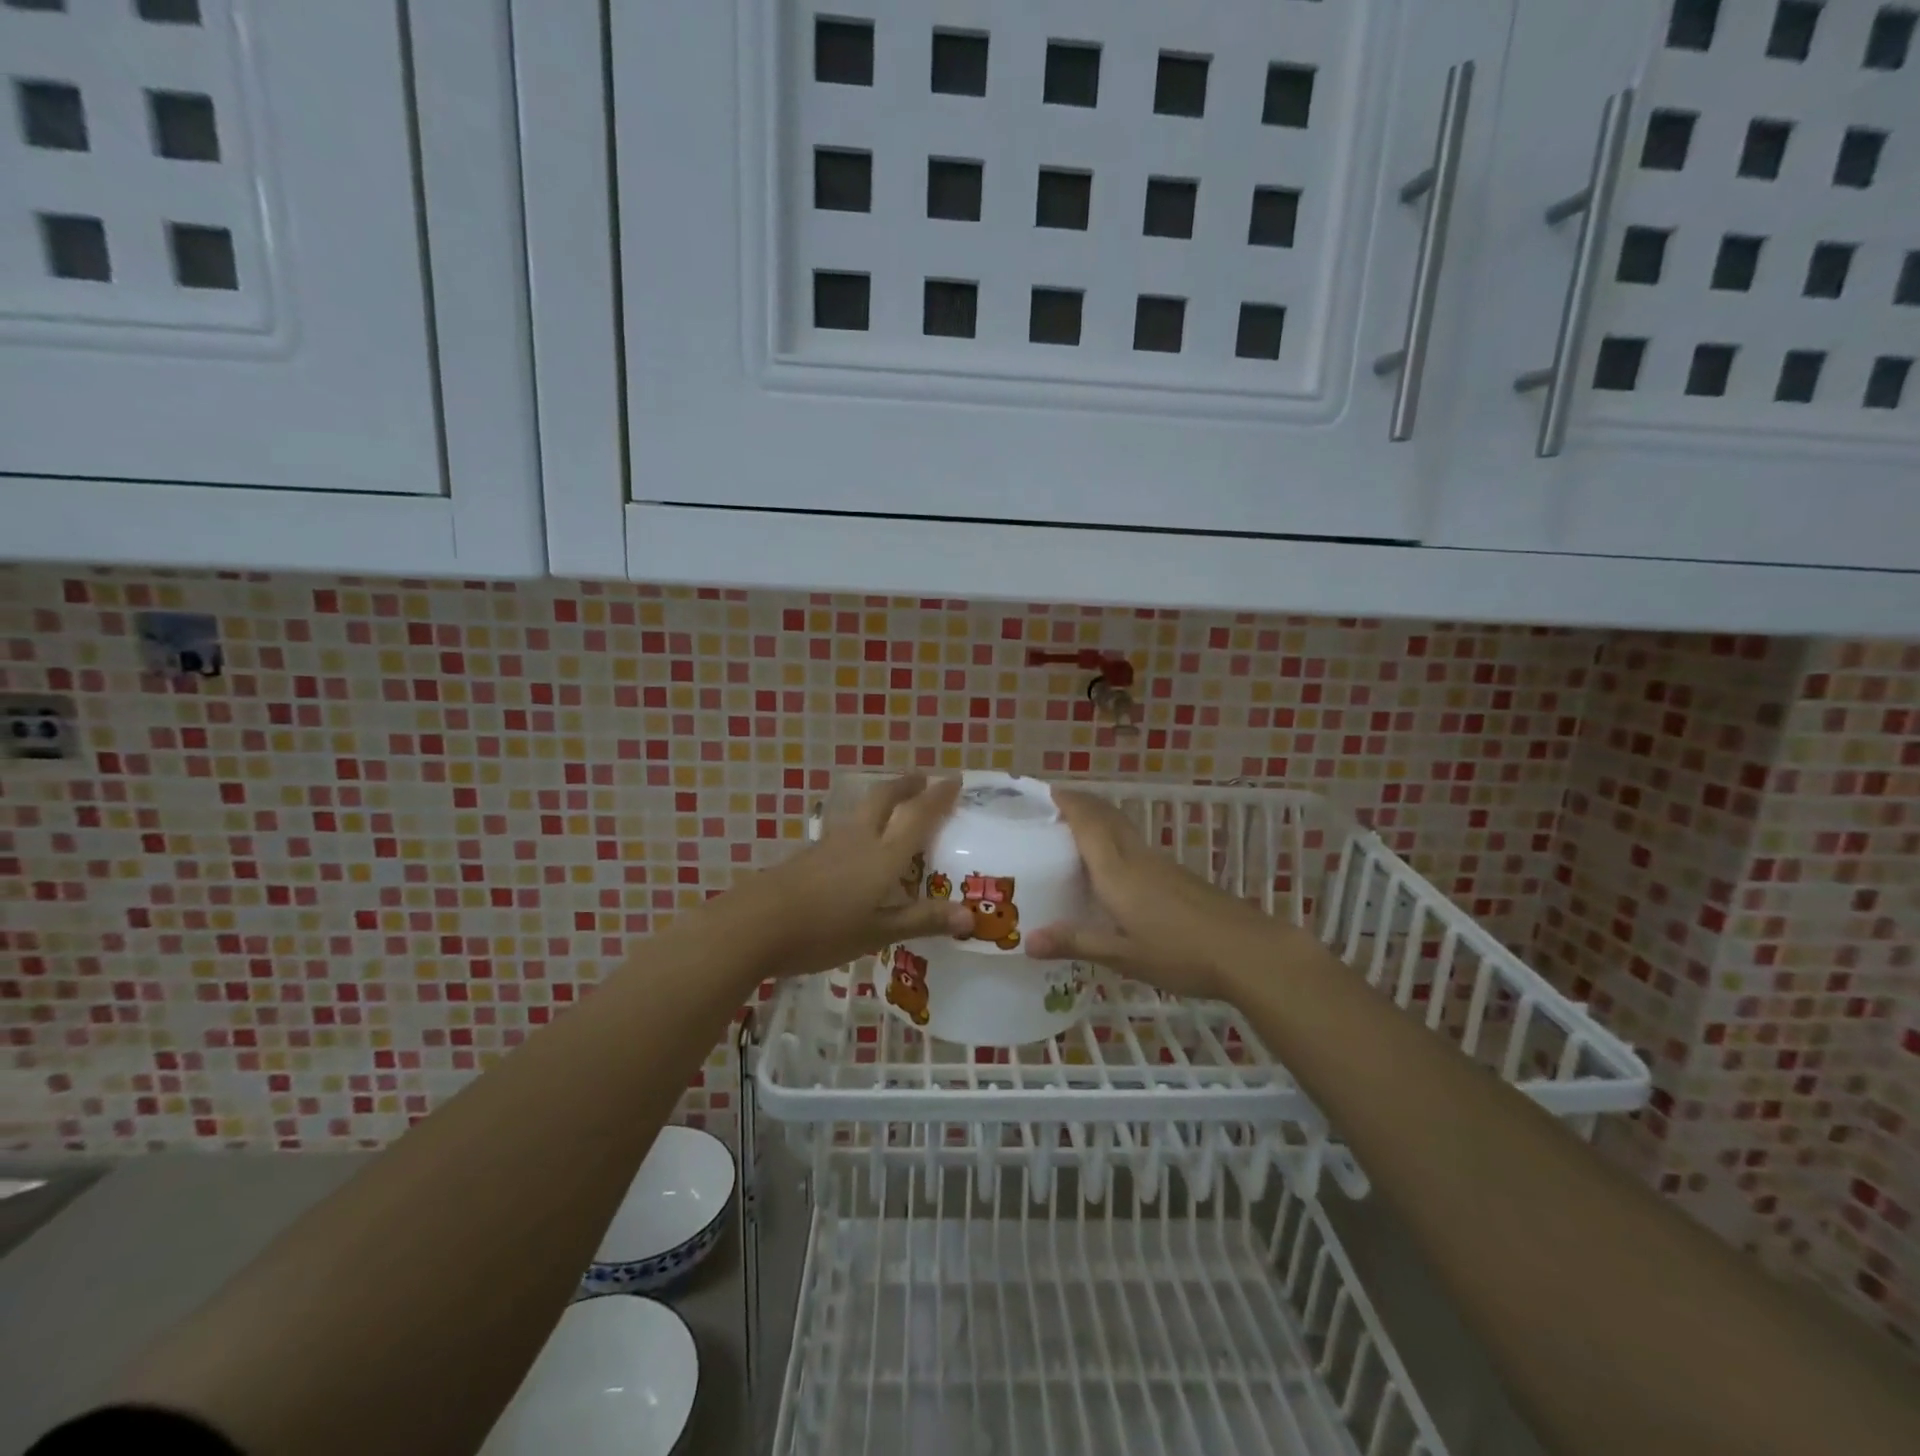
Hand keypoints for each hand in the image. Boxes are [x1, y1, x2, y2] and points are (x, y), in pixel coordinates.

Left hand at [728, 775, 972, 978]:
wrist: (756, 924)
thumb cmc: (825, 930)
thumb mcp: (878, 932)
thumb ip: (923, 920)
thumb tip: (972, 916)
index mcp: (884, 855)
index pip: (918, 816)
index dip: (938, 797)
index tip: (955, 780)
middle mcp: (860, 839)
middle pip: (885, 798)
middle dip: (906, 785)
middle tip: (923, 780)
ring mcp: (830, 844)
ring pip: (863, 811)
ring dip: (883, 800)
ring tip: (894, 806)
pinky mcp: (809, 855)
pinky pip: (846, 830)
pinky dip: (863, 825)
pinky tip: (859, 846)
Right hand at [1025, 789, 1283, 1001]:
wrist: (1247, 951)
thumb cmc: (1180, 952)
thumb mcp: (1123, 955)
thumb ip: (1076, 943)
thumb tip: (1026, 941)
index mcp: (1117, 871)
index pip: (1088, 822)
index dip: (1068, 802)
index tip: (1045, 791)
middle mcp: (1136, 857)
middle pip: (1107, 816)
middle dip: (1082, 803)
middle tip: (1053, 806)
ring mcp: (1161, 864)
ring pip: (1124, 828)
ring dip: (1099, 820)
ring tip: (1076, 830)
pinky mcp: (1177, 875)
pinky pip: (1136, 845)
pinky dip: (1116, 840)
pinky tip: (1114, 866)